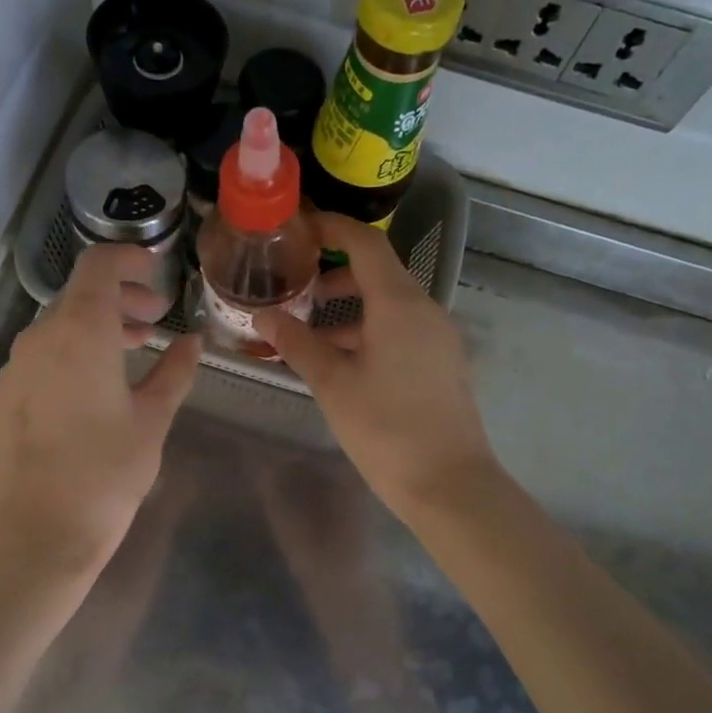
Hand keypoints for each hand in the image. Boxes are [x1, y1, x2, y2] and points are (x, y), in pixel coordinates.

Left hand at [0, 246, 201, 573]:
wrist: (39, 533)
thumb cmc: (107, 472)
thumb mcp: (152, 419)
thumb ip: (174, 372)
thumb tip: (193, 342)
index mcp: (80, 331)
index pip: (99, 265)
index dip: (130, 257)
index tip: (157, 271)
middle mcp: (39, 338)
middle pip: (79, 296)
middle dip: (120, 300)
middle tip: (155, 320)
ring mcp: (14, 368)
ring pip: (58, 329)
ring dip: (96, 330)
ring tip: (130, 354)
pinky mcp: (2, 397)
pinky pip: (40, 359)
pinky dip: (70, 356)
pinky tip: (91, 391)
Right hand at [253, 213, 497, 519]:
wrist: (449, 484)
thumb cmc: (386, 429)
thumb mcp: (333, 385)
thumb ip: (297, 344)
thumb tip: (262, 317)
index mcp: (399, 304)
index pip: (365, 243)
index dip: (331, 227)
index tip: (298, 228)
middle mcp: (425, 310)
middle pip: (377, 273)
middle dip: (332, 277)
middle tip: (292, 292)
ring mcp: (438, 337)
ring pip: (388, 306)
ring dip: (348, 311)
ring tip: (308, 335)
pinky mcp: (442, 363)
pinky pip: (401, 331)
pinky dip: (368, 332)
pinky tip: (341, 363)